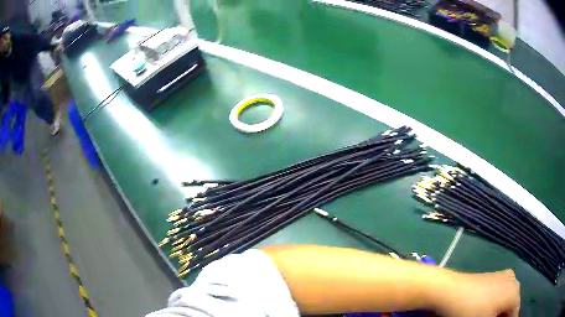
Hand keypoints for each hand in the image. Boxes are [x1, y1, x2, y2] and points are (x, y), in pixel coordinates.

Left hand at [437, 269, 519, 316]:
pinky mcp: (495, 277)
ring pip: (506, 301)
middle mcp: (514, 281)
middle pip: (511, 307)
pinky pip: (500, 295)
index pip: (514, 314)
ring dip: (499, 314)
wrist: (450, 290)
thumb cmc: (469, 311)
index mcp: (515, 292)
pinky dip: (496, 306)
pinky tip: (486, 314)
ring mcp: (505, 276)